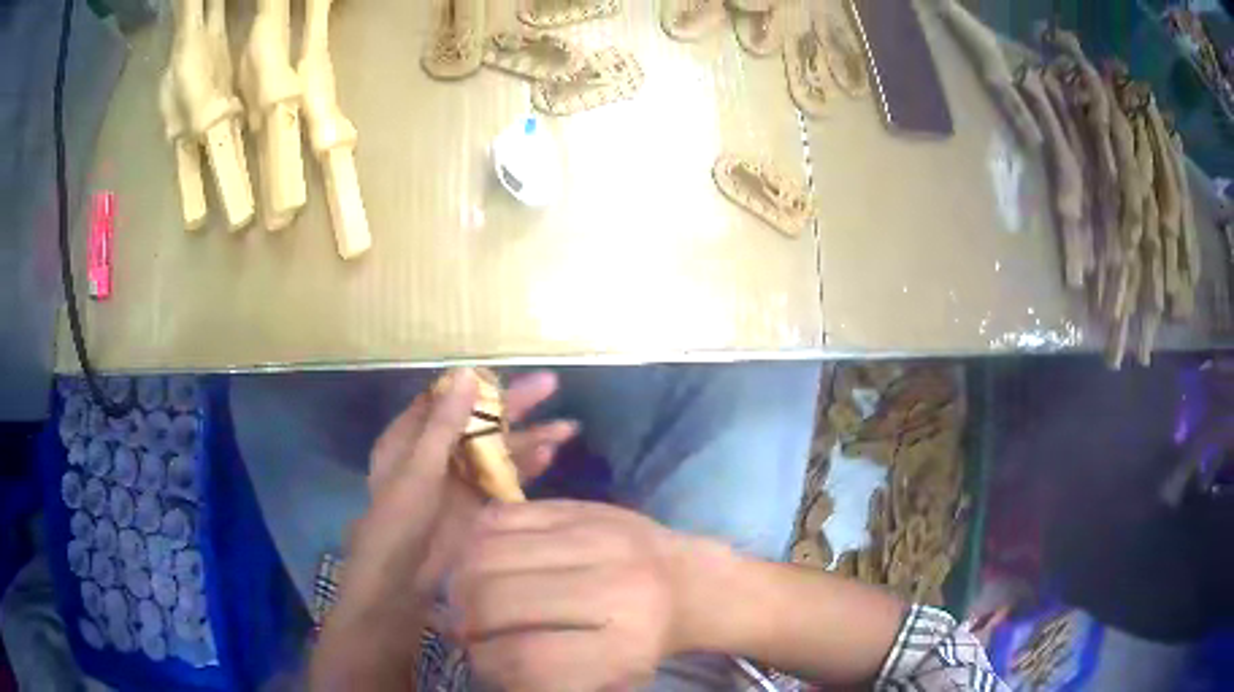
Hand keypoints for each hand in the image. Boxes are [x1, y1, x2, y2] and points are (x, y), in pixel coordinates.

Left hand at [313, 370, 576, 688]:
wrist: (402, 580)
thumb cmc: (398, 519)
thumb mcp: (419, 467)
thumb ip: (444, 423)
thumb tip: (467, 374)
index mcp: (411, 437)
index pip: (446, 401)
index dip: (476, 386)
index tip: (508, 374)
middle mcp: (436, 453)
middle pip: (478, 422)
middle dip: (515, 406)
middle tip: (551, 386)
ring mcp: (459, 479)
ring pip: (497, 451)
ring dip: (530, 438)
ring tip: (568, 427)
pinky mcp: (477, 504)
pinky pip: (504, 479)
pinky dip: (525, 467)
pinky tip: (551, 454)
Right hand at [448, 500, 730, 691]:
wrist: (687, 583)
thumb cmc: (642, 640)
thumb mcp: (609, 678)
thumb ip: (546, 676)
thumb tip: (481, 658)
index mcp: (627, 644)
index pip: (529, 658)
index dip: (488, 663)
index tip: (483, 661)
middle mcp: (613, 587)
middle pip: (497, 600)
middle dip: (466, 620)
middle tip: (465, 628)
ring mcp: (597, 537)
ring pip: (488, 554)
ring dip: (462, 580)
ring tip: (468, 596)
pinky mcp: (581, 506)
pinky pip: (501, 516)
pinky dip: (475, 541)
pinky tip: (482, 562)